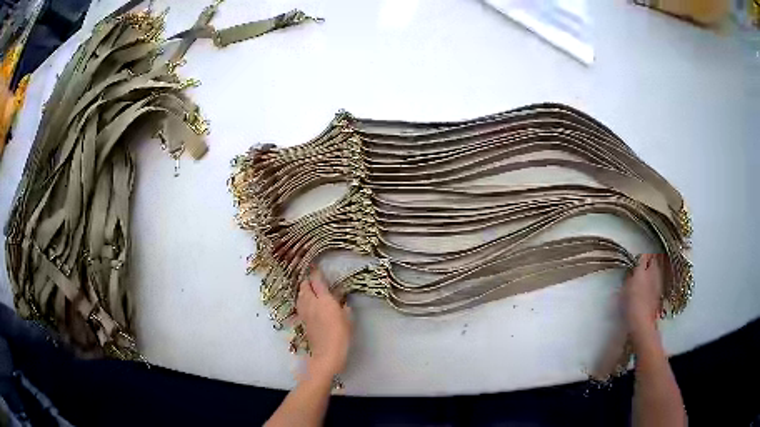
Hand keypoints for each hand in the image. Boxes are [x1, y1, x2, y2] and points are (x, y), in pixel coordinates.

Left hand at [296, 267, 351, 378]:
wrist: (326, 354)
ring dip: (303, 288)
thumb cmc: (341, 336)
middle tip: (313, 277)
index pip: (316, 280)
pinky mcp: (302, 320)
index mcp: (324, 300)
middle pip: (304, 285)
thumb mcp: (348, 319)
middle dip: (307, 279)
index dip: (315, 272)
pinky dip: (302, 298)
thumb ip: (343, 306)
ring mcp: (304, 311)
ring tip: (309, 287)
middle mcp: (311, 303)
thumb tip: (340, 300)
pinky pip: (300, 303)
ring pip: (300, 294)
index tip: (316, 265)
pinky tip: (307, 301)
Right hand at [623, 254, 664, 341]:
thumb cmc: (630, 307)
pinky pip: (658, 279)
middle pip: (653, 259)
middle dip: (649, 260)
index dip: (639, 258)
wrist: (642, 323)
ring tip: (646, 277)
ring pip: (657, 268)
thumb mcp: (624, 291)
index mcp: (642, 271)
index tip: (635, 262)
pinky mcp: (661, 291)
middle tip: (641, 267)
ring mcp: (659, 281)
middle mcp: (653, 273)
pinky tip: (649, 288)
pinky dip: (654, 280)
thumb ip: (628, 278)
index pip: (643, 256)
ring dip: (652, 270)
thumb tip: (630, 273)